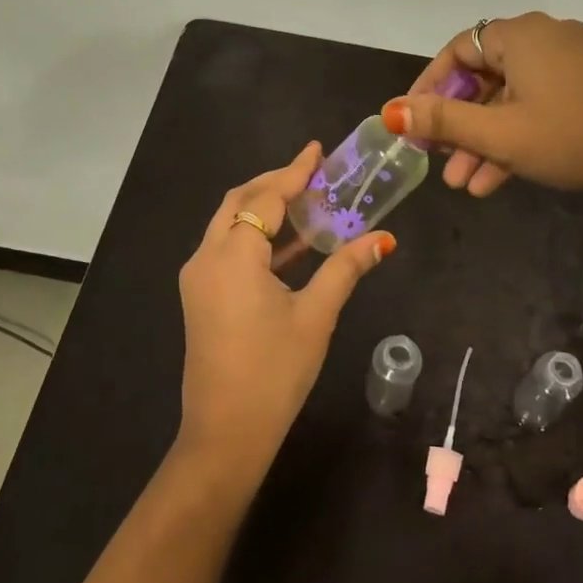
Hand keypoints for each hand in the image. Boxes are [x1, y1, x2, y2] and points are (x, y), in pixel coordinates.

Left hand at [176, 143, 394, 486]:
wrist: (226, 432)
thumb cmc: (275, 372)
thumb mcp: (316, 315)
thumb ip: (346, 268)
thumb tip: (382, 238)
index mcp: (232, 256)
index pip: (266, 198)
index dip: (294, 172)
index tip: (318, 150)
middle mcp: (206, 257)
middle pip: (239, 202)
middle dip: (275, 184)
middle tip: (313, 173)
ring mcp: (199, 278)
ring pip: (230, 225)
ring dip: (266, 210)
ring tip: (309, 201)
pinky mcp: (202, 296)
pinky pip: (228, 249)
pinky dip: (258, 238)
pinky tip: (293, 245)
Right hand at [384, 13, 582, 223]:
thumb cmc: (572, 137)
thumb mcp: (501, 134)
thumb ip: (443, 122)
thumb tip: (390, 111)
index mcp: (521, 36)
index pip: (457, 51)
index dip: (429, 87)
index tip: (412, 123)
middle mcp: (546, 39)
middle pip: (483, 78)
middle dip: (458, 126)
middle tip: (438, 161)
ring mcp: (572, 63)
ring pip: (510, 100)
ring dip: (484, 141)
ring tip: (464, 185)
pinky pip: (538, 107)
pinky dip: (515, 138)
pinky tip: (495, 181)